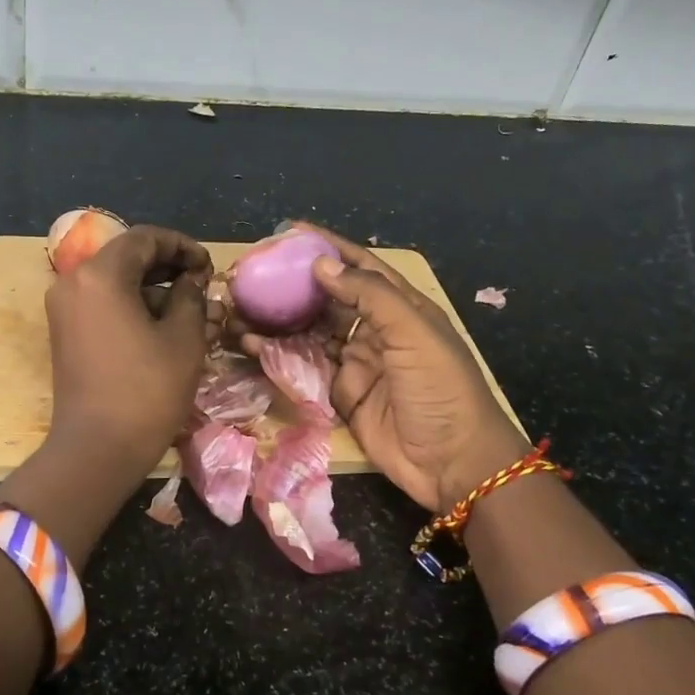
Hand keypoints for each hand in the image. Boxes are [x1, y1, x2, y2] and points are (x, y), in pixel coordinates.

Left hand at [44, 224, 215, 477]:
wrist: (97, 449)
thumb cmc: (146, 390)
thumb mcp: (183, 338)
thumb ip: (191, 296)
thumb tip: (191, 279)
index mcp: (99, 275)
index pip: (144, 238)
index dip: (182, 246)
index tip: (208, 266)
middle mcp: (73, 283)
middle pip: (127, 259)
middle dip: (168, 269)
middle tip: (202, 286)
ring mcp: (65, 310)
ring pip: (116, 285)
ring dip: (154, 292)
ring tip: (193, 314)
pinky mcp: (66, 335)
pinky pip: (103, 307)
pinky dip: (133, 310)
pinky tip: (166, 330)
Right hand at [265, 225, 525, 512]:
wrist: (452, 463)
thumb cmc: (441, 389)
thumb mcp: (413, 334)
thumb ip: (370, 295)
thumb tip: (321, 264)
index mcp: (401, 307)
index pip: (360, 267)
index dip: (328, 247)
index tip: (289, 232)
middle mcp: (375, 329)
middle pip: (328, 298)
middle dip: (293, 285)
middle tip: (254, 272)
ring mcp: (355, 362)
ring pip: (310, 332)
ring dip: (279, 320)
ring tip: (242, 306)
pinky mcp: (339, 393)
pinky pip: (304, 367)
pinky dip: (279, 355)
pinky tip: (252, 343)